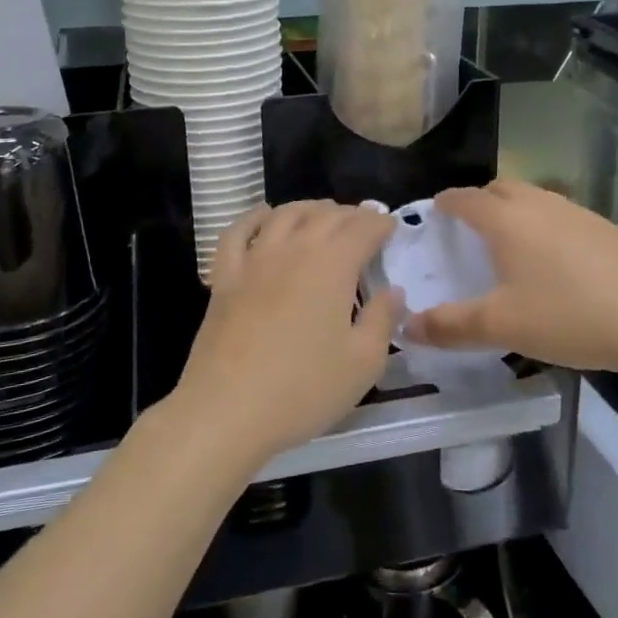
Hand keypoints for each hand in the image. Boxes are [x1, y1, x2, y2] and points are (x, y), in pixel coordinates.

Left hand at [170, 201, 398, 467]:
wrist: (227, 410)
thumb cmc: (303, 389)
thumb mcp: (362, 363)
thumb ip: (382, 320)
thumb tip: (393, 291)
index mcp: (332, 265)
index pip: (363, 228)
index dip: (380, 223)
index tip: (391, 226)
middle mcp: (294, 249)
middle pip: (325, 216)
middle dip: (351, 214)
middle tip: (364, 222)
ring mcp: (254, 260)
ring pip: (285, 215)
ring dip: (309, 208)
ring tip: (323, 213)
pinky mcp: (224, 277)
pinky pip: (238, 232)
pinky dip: (255, 217)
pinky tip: (264, 216)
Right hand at [404, 180, 617, 377]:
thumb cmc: (568, 316)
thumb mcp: (501, 326)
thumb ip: (450, 326)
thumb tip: (406, 327)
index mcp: (508, 221)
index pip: (466, 198)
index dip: (447, 202)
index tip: (436, 210)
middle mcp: (541, 205)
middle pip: (502, 188)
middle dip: (480, 200)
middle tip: (470, 228)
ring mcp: (578, 213)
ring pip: (536, 198)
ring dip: (516, 211)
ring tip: (511, 245)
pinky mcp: (607, 229)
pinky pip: (562, 215)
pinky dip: (545, 226)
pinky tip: (556, 262)